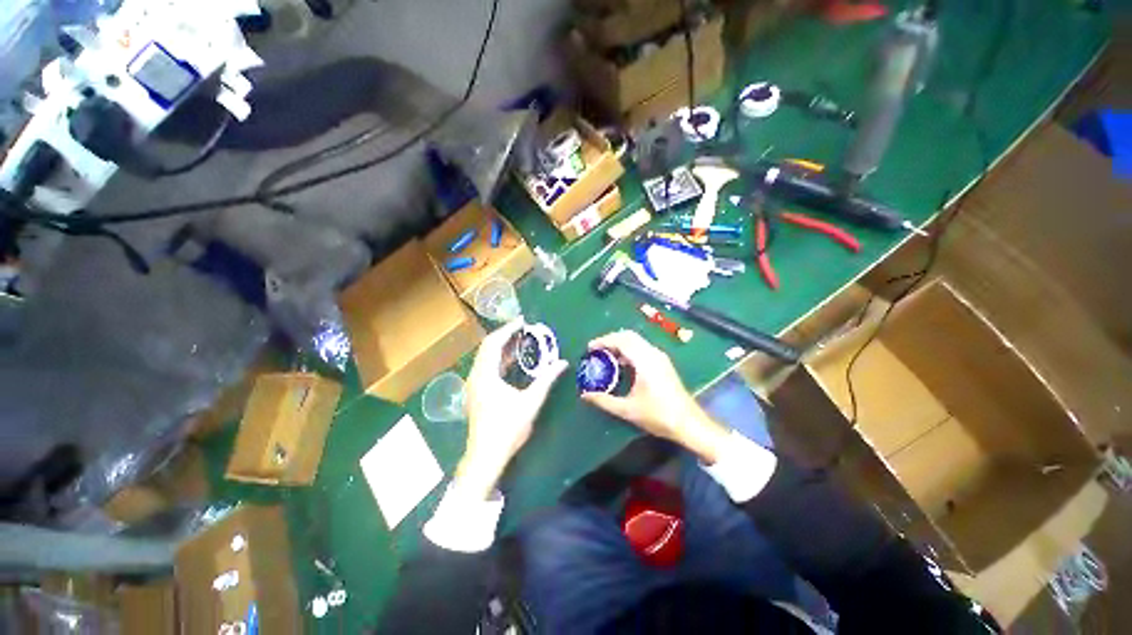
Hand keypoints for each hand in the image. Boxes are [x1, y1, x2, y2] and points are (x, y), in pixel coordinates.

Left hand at [455, 320, 568, 499]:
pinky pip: (487, 368)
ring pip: (486, 358)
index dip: (508, 329)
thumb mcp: (531, 402)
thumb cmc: (508, 429)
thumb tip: (563, 363)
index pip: (494, 343)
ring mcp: (474, 385)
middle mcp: (475, 376)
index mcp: (485, 375)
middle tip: (524, 329)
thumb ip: (547, 380)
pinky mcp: (476, 393)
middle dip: (505, 336)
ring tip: (521, 341)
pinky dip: (500, 360)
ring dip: (502, 348)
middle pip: (487, 347)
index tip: (523, 321)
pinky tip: (513, 362)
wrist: (486, 458)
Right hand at [581, 330, 729, 463]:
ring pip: (636, 341)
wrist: (689, 423)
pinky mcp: (662, 363)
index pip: (621, 340)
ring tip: (605, 356)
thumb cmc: (659, 415)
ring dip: (619, 344)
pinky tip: (621, 365)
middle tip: (596, 350)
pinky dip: (628, 350)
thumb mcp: (627, 410)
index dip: (604, 341)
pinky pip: (642, 348)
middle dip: (610, 340)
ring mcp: (659, 357)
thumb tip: (584, 395)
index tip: (589, 348)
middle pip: (628, 336)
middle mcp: (653, 354)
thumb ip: (604, 400)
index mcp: (645, 361)